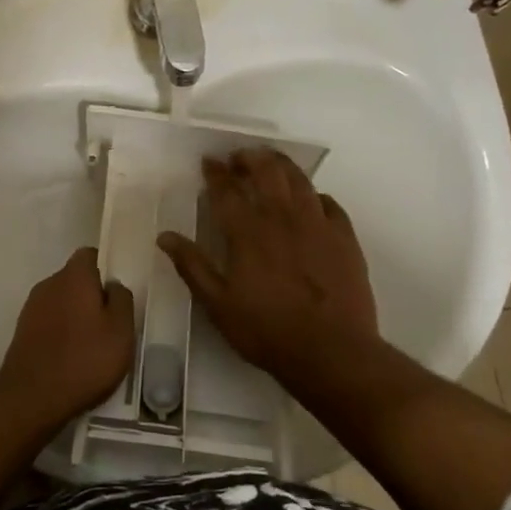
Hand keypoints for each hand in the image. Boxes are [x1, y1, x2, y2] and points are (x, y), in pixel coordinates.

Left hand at [0, 247, 135, 419]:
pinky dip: (62, 331)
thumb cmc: (84, 360)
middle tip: (112, 322)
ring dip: (77, 314)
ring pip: (62, 301)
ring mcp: (32, 307)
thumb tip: (113, 285)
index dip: (106, 267)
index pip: (90, 255)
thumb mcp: (121, 331)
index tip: (119, 291)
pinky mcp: (23, 330)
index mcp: (73, 277)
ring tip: (94, 344)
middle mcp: (49, 284)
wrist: (32, 397)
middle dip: (93, 295)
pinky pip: (50, 320)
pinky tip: (74, 356)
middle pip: (75, 279)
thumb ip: (122, 299)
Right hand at [158, 150, 382, 397]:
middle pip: (266, 172)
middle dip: (250, 158)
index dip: (216, 172)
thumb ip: (192, 267)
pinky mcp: (345, 238)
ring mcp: (318, 225)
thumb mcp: (218, 305)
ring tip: (271, 163)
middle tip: (239, 157)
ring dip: (282, 165)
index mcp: (248, 233)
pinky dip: (315, 194)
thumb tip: (165, 237)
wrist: (333, 352)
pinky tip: (311, 199)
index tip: (209, 161)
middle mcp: (282, 219)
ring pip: (299, 181)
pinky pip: (330, 203)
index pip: (227, 191)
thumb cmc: (268, 331)